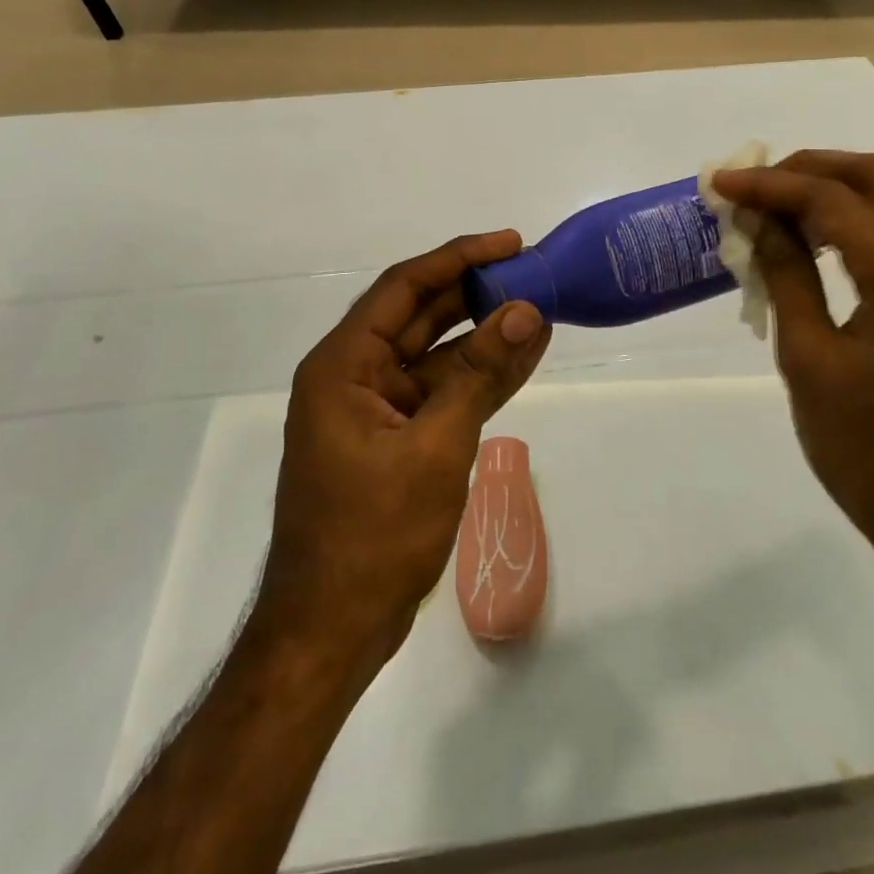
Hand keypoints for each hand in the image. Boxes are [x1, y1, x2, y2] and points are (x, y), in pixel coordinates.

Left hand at [254, 232, 551, 680]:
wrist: (333, 630)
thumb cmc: (373, 534)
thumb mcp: (435, 446)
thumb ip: (480, 374)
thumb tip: (525, 312)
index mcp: (344, 365)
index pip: (404, 288)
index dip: (458, 258)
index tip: (509, 242)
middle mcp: (355, 376)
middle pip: (421, 316)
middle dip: (476, 292)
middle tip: (532, 271)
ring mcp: (377, 410)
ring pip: (438, 355)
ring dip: (485, 335)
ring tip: (540, 308)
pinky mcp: (397, 440)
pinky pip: (442, 393)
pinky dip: (480, 376)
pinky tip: (523, 355)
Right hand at [711, 152, 873, 607]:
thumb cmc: (871, 449)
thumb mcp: (810, 358)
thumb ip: (787, 276)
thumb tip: (760, 222)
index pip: (832, 199)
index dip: (770, 184)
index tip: (722, 183)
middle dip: (811, 169)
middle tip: (755, 185)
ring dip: (835, 192)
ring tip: (775, 208)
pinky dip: (856, 224)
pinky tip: (814, 244)